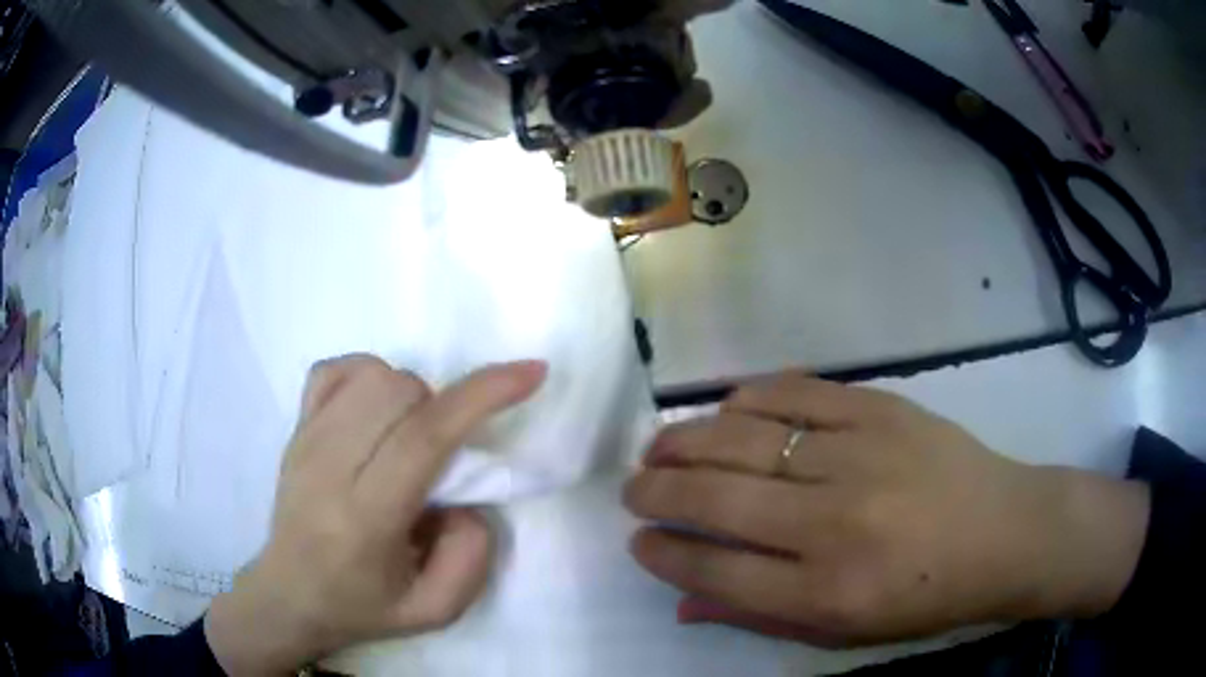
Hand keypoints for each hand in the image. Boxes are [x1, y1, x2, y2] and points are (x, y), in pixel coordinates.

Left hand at [205, 355, 545, 674]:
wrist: (289, 593)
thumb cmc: (363, 606)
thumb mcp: (435, 610)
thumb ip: (472, 558)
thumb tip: (469, 496)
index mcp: (364, 519)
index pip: (423, 438)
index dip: (481, 396)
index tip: (530, 373)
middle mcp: (328, 467)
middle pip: (399, 393)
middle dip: (442, 408)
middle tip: (439, 455)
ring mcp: (305, 439)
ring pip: (372, 374)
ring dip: (410, 395)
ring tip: (407, 438)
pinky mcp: (294, 426)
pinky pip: (336, 369)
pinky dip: (367, 376)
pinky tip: (372, 416)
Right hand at [624, 373, 1148, 645]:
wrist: (1005, 531)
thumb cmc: (926, 597)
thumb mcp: (845, 632)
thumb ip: (760, 616)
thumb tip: (684, 598)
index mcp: (826, 592)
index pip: (715, 568)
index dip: (664, 551)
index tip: (637, 540)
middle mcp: (834, 523)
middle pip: (717, 498)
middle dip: (656, 492)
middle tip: (634, 489)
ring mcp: (859, 455)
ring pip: (743, 438)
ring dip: (685, 441)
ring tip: (659, 448)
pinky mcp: (879, 408)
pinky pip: (793, 393)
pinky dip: (746, 400)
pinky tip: (725, 411)